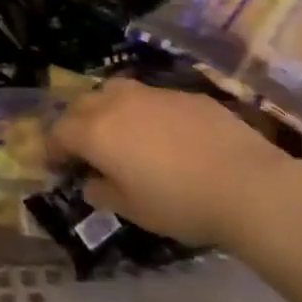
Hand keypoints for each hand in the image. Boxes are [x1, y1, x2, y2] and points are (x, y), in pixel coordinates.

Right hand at [48, 79, 294, 248]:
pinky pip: (151, 97)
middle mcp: (117, 103)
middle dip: (76, 123)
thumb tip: (91, 183)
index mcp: (96, 132)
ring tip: (121, 132)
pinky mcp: (184, 94)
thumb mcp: (134, 210)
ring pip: (115, 91)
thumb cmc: (180, 203)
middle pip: (82, 104)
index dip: (54, 148)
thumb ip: (104, 192)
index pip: (60, 131)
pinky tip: (164, 135)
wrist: (246, 184)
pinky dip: (145, 112)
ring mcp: (152, 93)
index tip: (58, 165)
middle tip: (85, 148)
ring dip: (108, 109)